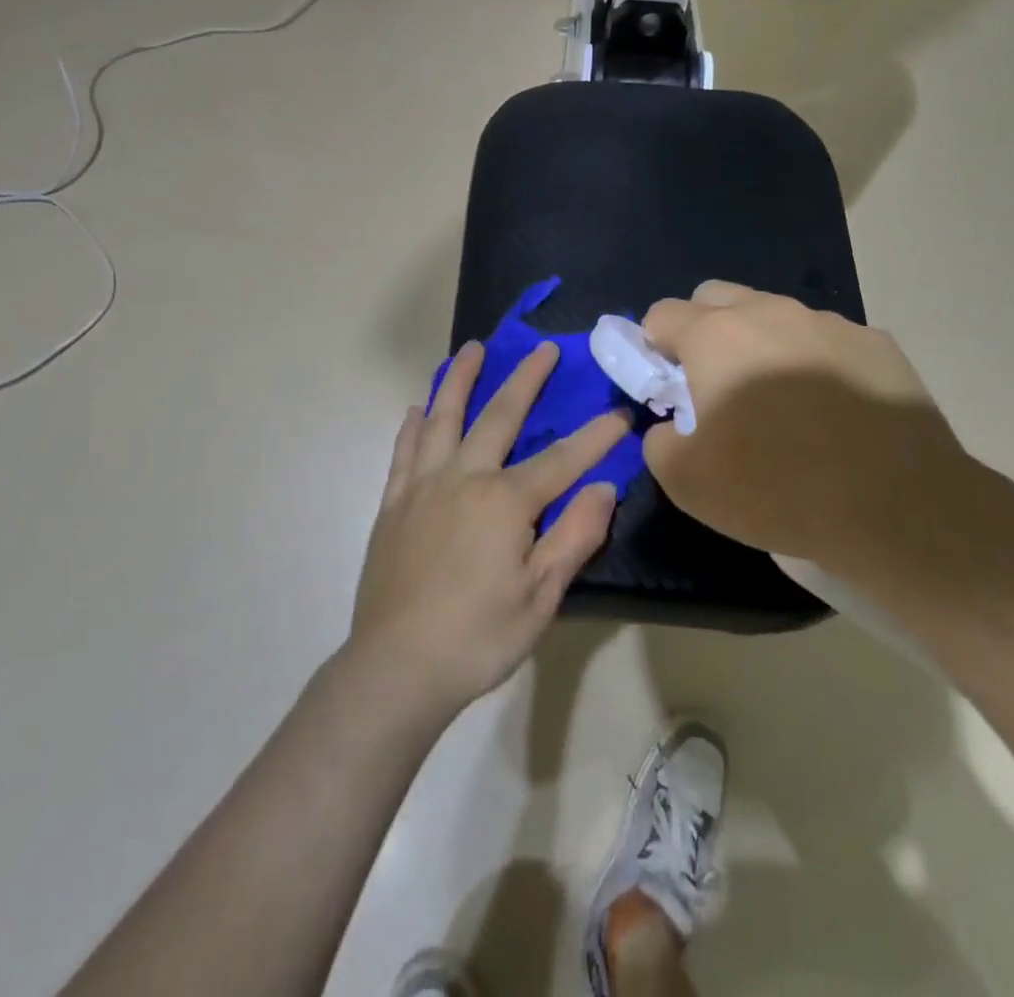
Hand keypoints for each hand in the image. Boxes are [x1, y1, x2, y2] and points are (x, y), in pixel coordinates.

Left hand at [349, 341, 627, 717]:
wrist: (397, 666)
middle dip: (526, 380)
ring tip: (471, 349)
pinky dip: (412, 426)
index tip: (620, 414)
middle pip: (499, 417)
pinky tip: (417, 409)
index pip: (561, 459)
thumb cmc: (478, 636)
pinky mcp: (393, 503)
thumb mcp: (541, 596)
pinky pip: (404, 452)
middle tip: (542, 348)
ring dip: (460, 380)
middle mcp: (463, 478)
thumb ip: (574, 536)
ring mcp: (423, 486)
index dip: (595, 437)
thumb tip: (605, 488)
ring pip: (443, 418)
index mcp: (505, 501)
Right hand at [640, 281, 972, 581]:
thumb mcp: (687, 482)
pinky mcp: (876, 343)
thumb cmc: (779, 489)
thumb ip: (658, 441)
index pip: (662, 314)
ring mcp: (828, 323)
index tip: (668, 386)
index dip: (654, 348)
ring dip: (759, 343)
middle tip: (714, 384)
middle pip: (714, 296)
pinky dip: (813, 361)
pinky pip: (825, 338)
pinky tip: (832, 410)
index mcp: (716, 337)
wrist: (900, 508)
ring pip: (773, 313)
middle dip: (701, 329)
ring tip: (779, 401)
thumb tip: (670, 426)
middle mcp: (769, 313)